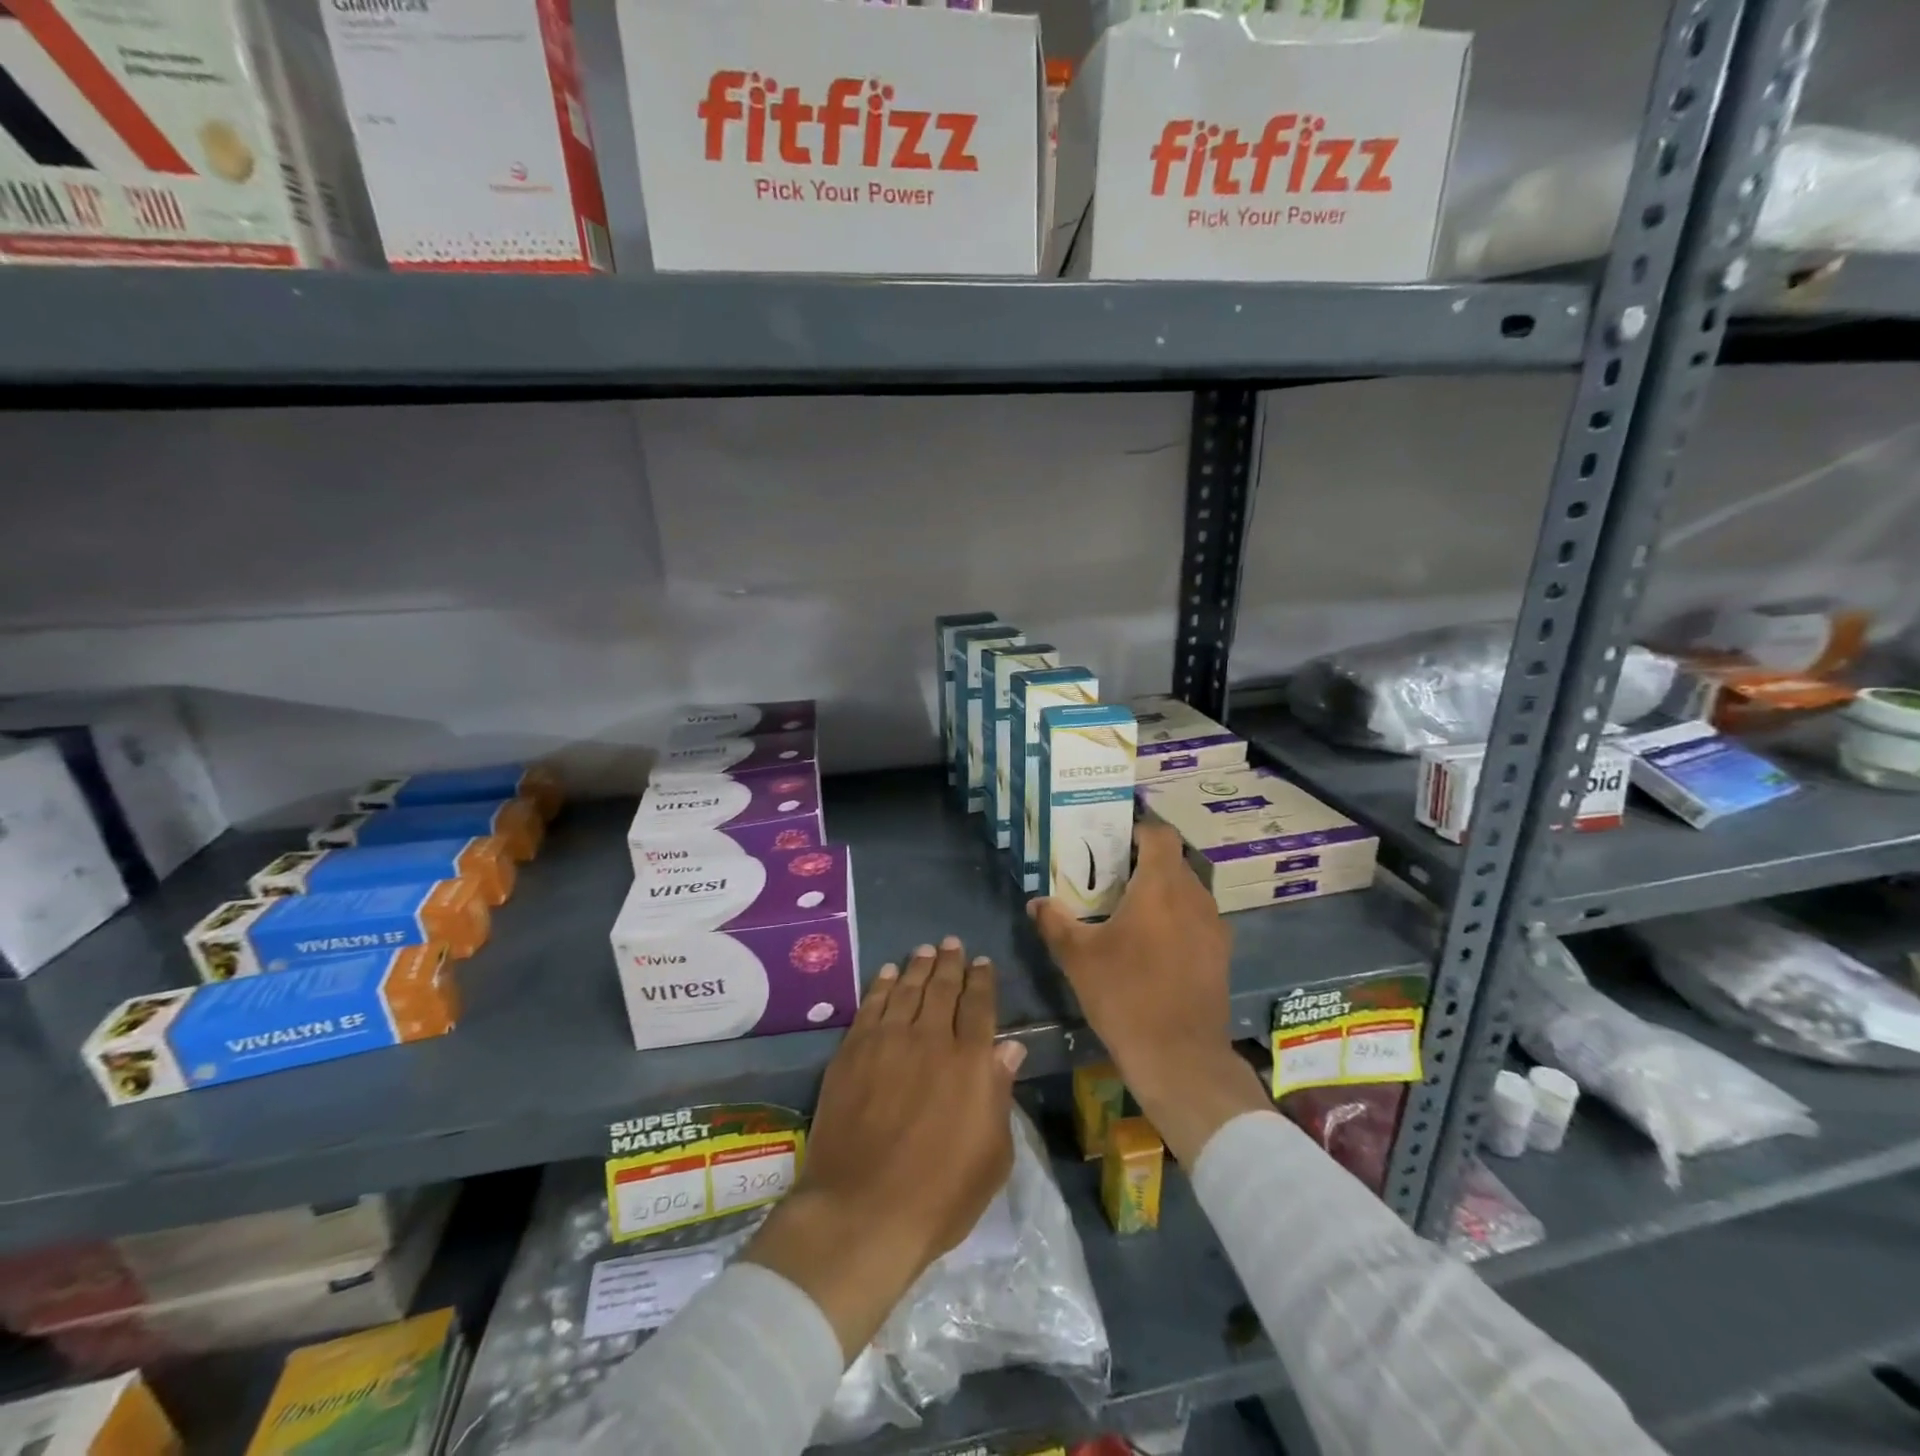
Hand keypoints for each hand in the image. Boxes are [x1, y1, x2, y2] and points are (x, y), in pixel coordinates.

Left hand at [744, 938, 1025, 1361]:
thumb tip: (1009, 1048)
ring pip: (907, 989)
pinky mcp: (853, 1051)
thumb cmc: (940, 1196)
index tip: (982, 962)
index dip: (983, 980)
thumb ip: (1000, 1094)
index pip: (980, 1006)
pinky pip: (871, 1005)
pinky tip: (887, 973)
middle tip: (952, 944)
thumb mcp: (992, 1156)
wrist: (862, 1211)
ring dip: (918, 966)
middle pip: (943, 988)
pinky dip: (881, 984)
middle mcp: (931, 1039)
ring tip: (925, 950)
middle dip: (951, 963)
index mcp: (970, 1062)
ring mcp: (888, 1041)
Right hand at [1029, 820, 1269, 1165]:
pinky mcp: (1220, 953)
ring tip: (1129, 909)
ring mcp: (1213, 926)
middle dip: (1143, 862)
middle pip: (1173, 861)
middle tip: (1110, 876)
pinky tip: (1153, 943)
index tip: (1111, 840)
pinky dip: (1176, 917)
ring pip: (1187, 890)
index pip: (1159, 834)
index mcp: (1161, 886)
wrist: (1179, 1057)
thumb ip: (1054, 922)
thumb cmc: (1125, 996)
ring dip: (1161, 890)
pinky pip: (1196, 917)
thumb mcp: (1077, 958)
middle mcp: (1194, 896)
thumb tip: (1037, 902)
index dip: (1137, 829)